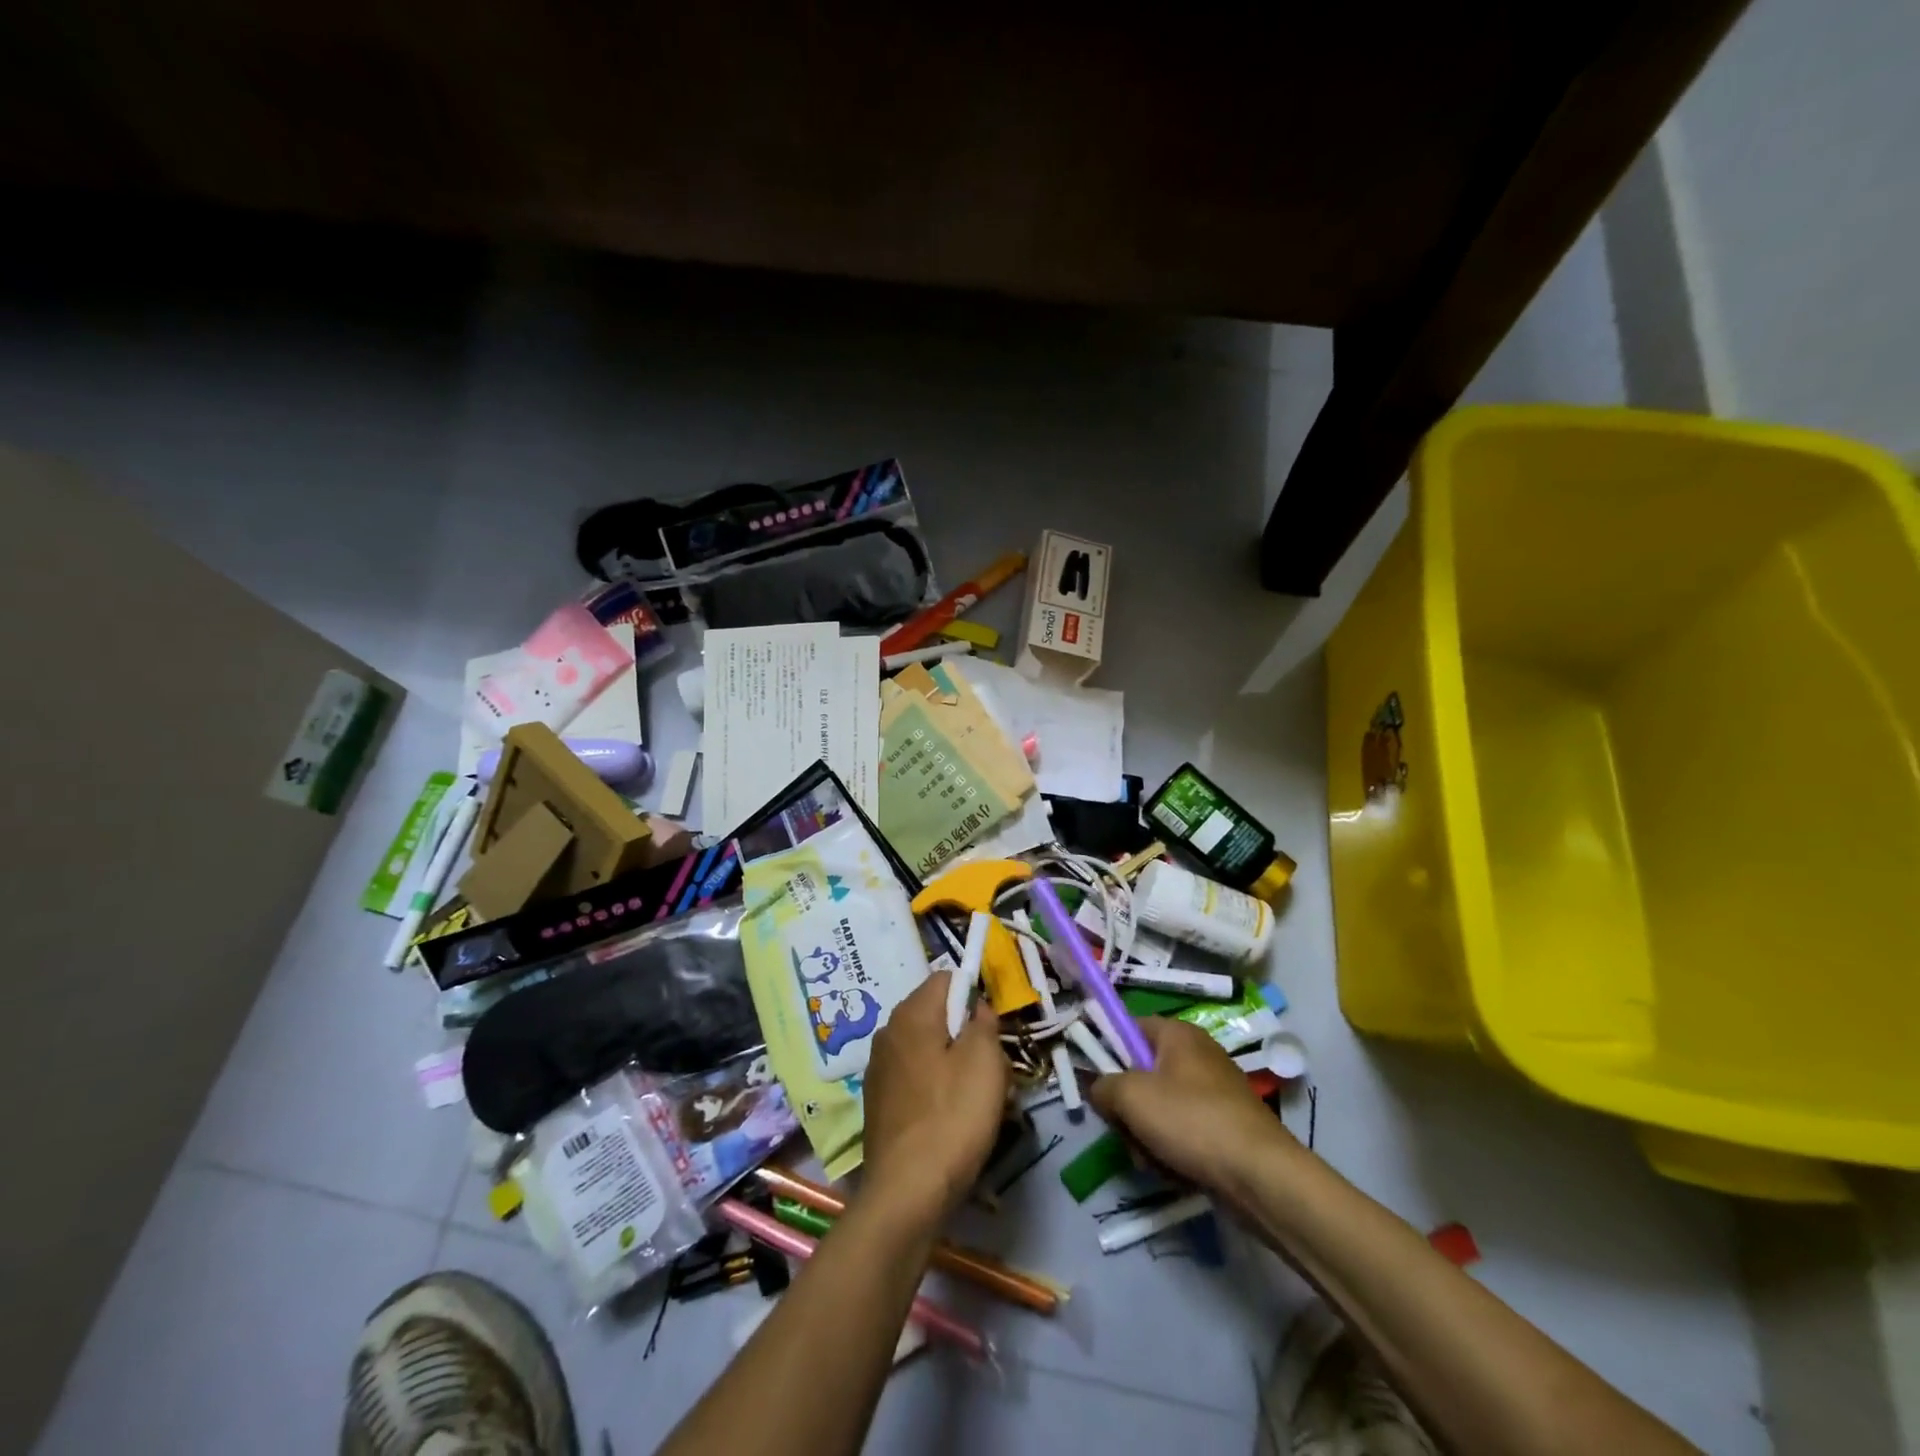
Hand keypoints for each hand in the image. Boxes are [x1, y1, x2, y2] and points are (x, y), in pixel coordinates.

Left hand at [860, 970, 1009, 1224]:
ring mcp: (879, 1068)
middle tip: (990, 1070)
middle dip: (966, 1034)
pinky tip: (949, 1120)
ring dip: (954, 1064)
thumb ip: (983, 1023)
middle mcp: (888, 1032)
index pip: (947, 979)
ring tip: (974, 1100)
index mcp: (911, 1013)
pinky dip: (935, 1088)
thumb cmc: (952, 1117)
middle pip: (937, 1015)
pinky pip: (915, 1078)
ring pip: (928, 1049)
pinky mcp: (878, 1102)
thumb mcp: (985, 1062)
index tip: (991, 1030)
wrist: (907, 1192)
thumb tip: (976, 1007)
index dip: (974, 995)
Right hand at [1088, 1017, 1296, 1190]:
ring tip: (1152, 1159)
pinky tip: (1174, 1171)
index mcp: (1177, 1034)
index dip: (1107, 1049)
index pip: (1129, 1027)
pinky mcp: (1224, 1127)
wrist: (1260, 1176)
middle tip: (1125, 1128)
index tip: (1097, 1081)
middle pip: (1142, 1073)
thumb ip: (1103, 1086)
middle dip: (1128, 1107)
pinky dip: (1173, 1151)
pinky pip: (1183, 1132)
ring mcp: (1213, 1093)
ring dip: (1146, 1136)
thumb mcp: (1131, 1097)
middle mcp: (1197, 1056)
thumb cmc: (1191, 1121)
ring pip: (1159, 1108)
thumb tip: (1099, 1090)